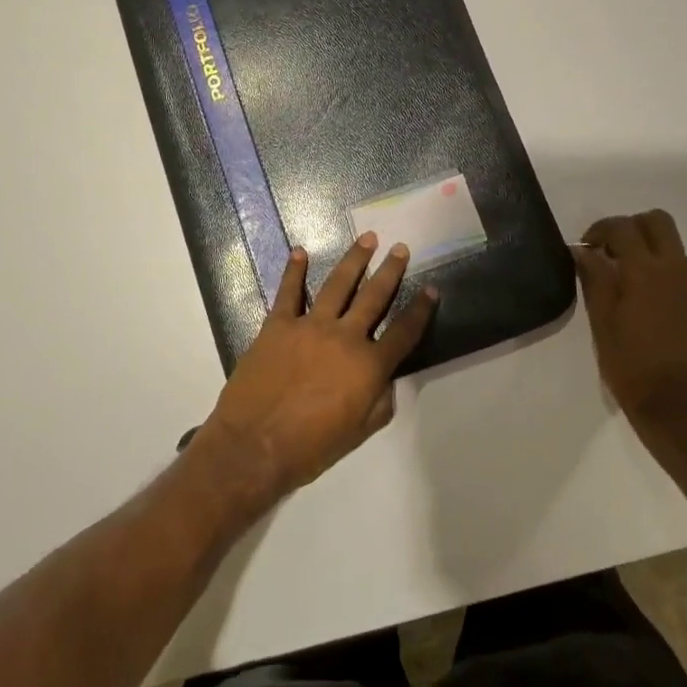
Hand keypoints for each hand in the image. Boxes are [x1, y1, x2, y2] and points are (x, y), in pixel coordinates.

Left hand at [195, 234, 437, 506]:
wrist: (255, 445)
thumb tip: (385, 379)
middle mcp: (344, 337)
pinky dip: (293, 271)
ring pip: (338, 284)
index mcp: (369, 366)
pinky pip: (288, 292)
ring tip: (367, 239)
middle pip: (374, 297)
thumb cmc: (311, 447)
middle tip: (401, 248)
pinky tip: (299, 252)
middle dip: (390, 271)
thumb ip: (379, 401)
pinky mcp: (278, 324)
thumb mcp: (359, 432)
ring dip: (354, 259)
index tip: (432, 288)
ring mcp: (310, 326)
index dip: (421, 310)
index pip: (404, 332)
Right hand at [574, 210, 686, 452]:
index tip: (588, 247)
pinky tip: (659, 316)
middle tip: (613, 255)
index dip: (600, 230)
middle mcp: (680, 271)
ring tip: (634, 292)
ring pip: (676, 253)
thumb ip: (594, 279)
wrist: (683, 414)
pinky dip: (671, 285)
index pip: (623, 227)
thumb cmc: (631, 368)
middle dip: (633, 229)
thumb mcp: (601, 323)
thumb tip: (584, 251)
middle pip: (659, 222)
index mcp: (646, 272)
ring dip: (652, 259)